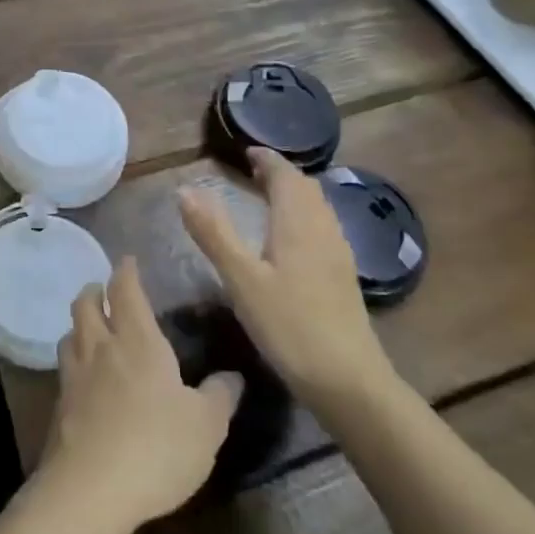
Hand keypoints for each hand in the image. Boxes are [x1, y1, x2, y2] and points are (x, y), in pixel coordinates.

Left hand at [37, 256, 242, 533]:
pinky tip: (84, 377)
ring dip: (80, 323)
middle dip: (94, 290)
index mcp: (138, 340)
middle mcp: (101, 347)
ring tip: (91, 329)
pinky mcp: (60, 405)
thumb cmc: (157, 447)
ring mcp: (75, 375)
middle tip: (104, 290)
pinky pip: (65, 367)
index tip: (129, 261)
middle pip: (86, 303)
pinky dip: (73, 359)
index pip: (125, 290)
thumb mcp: (206, 426)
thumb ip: (220, 396)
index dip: (126, 271)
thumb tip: (233, 376)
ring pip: (70, 333)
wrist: (92, 489)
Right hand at [178, 148, 394, 405]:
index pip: (285, 175)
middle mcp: (323, 229)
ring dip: (294, 194)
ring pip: (318, 208)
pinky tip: (291, 240)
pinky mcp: (343, 277)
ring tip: (269, 197)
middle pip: (305, 188)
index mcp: (298, 223)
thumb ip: (213, 233)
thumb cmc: (290, 325)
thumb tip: (185, 189)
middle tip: (253, 171)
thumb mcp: (242, 279)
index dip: (267, 160)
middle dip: (280, 174)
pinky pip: (323, 228)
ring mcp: (338, 254)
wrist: (349, 381)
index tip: (247, 152)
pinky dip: (304, 216)